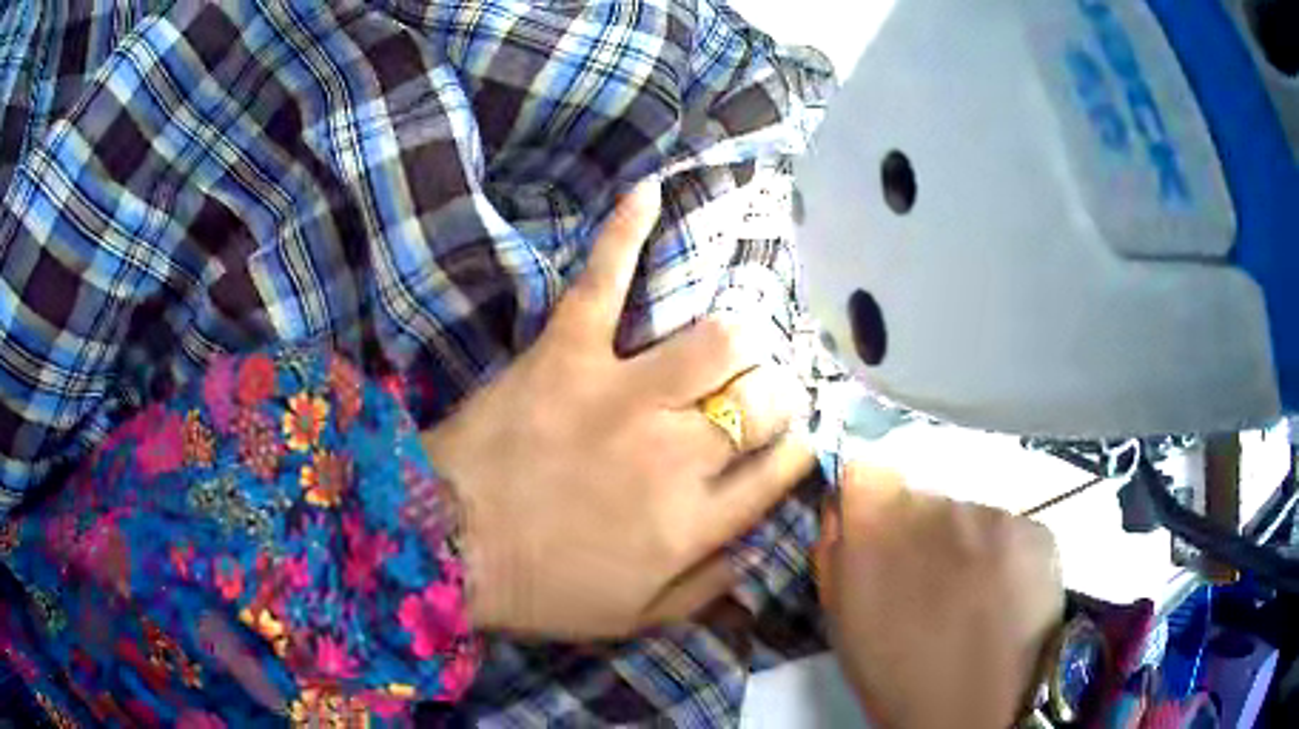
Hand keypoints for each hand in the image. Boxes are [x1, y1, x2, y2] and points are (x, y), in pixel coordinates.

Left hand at [423, 181, 814, 638]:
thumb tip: (753, 549)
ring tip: (736, 340)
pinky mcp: (567, 352)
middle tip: (762, 392)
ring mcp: (623, 393)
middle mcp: (677, 452)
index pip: (781, 467)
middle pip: (764, 400)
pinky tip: (652, 189)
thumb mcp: (633, 618)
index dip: (797, 447)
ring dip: (742, 337)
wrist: (442, 546)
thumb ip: (704, 588)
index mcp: (695, 521)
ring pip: (720, 340)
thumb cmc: (540, 589)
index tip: (791, 438)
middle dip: (777, 393)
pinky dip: (626, 232)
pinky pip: (604, 280)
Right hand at [817, 463, 1063, 728]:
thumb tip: (841, 507)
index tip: (878, 532)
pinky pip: (1008, 530)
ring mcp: (993, 515)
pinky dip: (1002, 556)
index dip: (870, 500)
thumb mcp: (843, 623)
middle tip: (928, 585)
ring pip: (968, 515)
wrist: (976, 713)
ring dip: (962, 546)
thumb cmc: (896, 679)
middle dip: (919, 532)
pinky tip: (1002, 598)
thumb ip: (835, 554)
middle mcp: (937, 506)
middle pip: (922, 498)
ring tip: (970, 598)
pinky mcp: (1035, 529)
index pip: (866, 473)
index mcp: (877, 530)